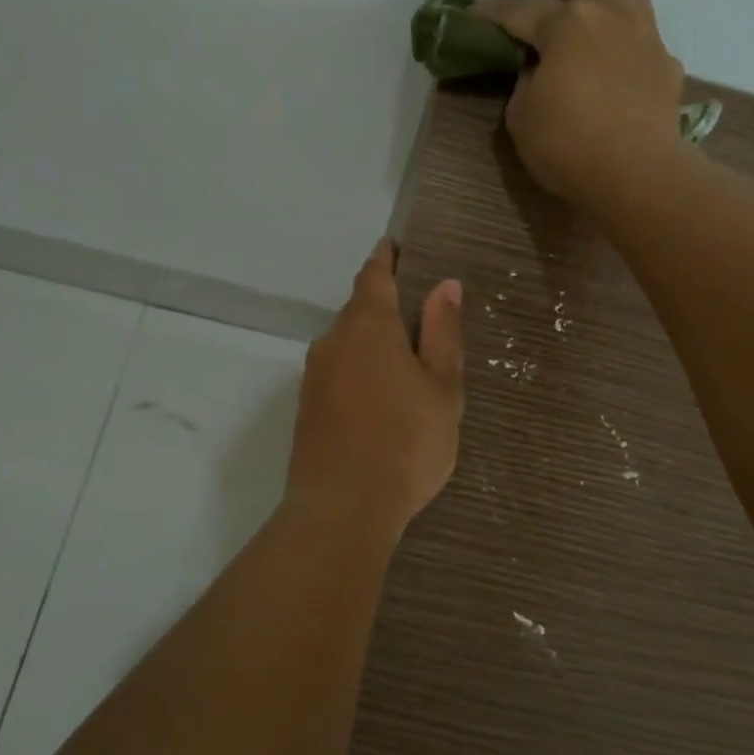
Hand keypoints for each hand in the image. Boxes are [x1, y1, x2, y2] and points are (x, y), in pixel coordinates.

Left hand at [285, 239, 463, 540]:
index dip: (386, 258)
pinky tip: (379, 401)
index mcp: (369, 326)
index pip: (374, 276)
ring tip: (405, 367)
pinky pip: (337, 375)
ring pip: (347, 346)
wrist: (342, 508)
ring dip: (371, 345)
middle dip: (384, 308)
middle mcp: (333, 342)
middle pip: (358, 311)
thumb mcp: (442, 388)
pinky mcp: (307, 409)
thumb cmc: (406, 442)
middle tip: (419, 320)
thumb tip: (445, 286)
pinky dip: (358, 374)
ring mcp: (314, 377)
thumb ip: (443, 335)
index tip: (395, 246)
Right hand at [477, 0, 685, 206]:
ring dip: (605, 10)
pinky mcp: (668, 66)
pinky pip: (647, 42)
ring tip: (591, 44)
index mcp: (566, 24)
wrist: (635, 174)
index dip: (491, 13)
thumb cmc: (567, 145)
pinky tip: (619, 81)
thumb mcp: (521, 117)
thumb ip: (525, 82)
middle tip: (549, 34)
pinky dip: (629, 53)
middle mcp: (609, 16)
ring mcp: (645, 37)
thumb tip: (539, 70)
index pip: (519, 9)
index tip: (473, 16)